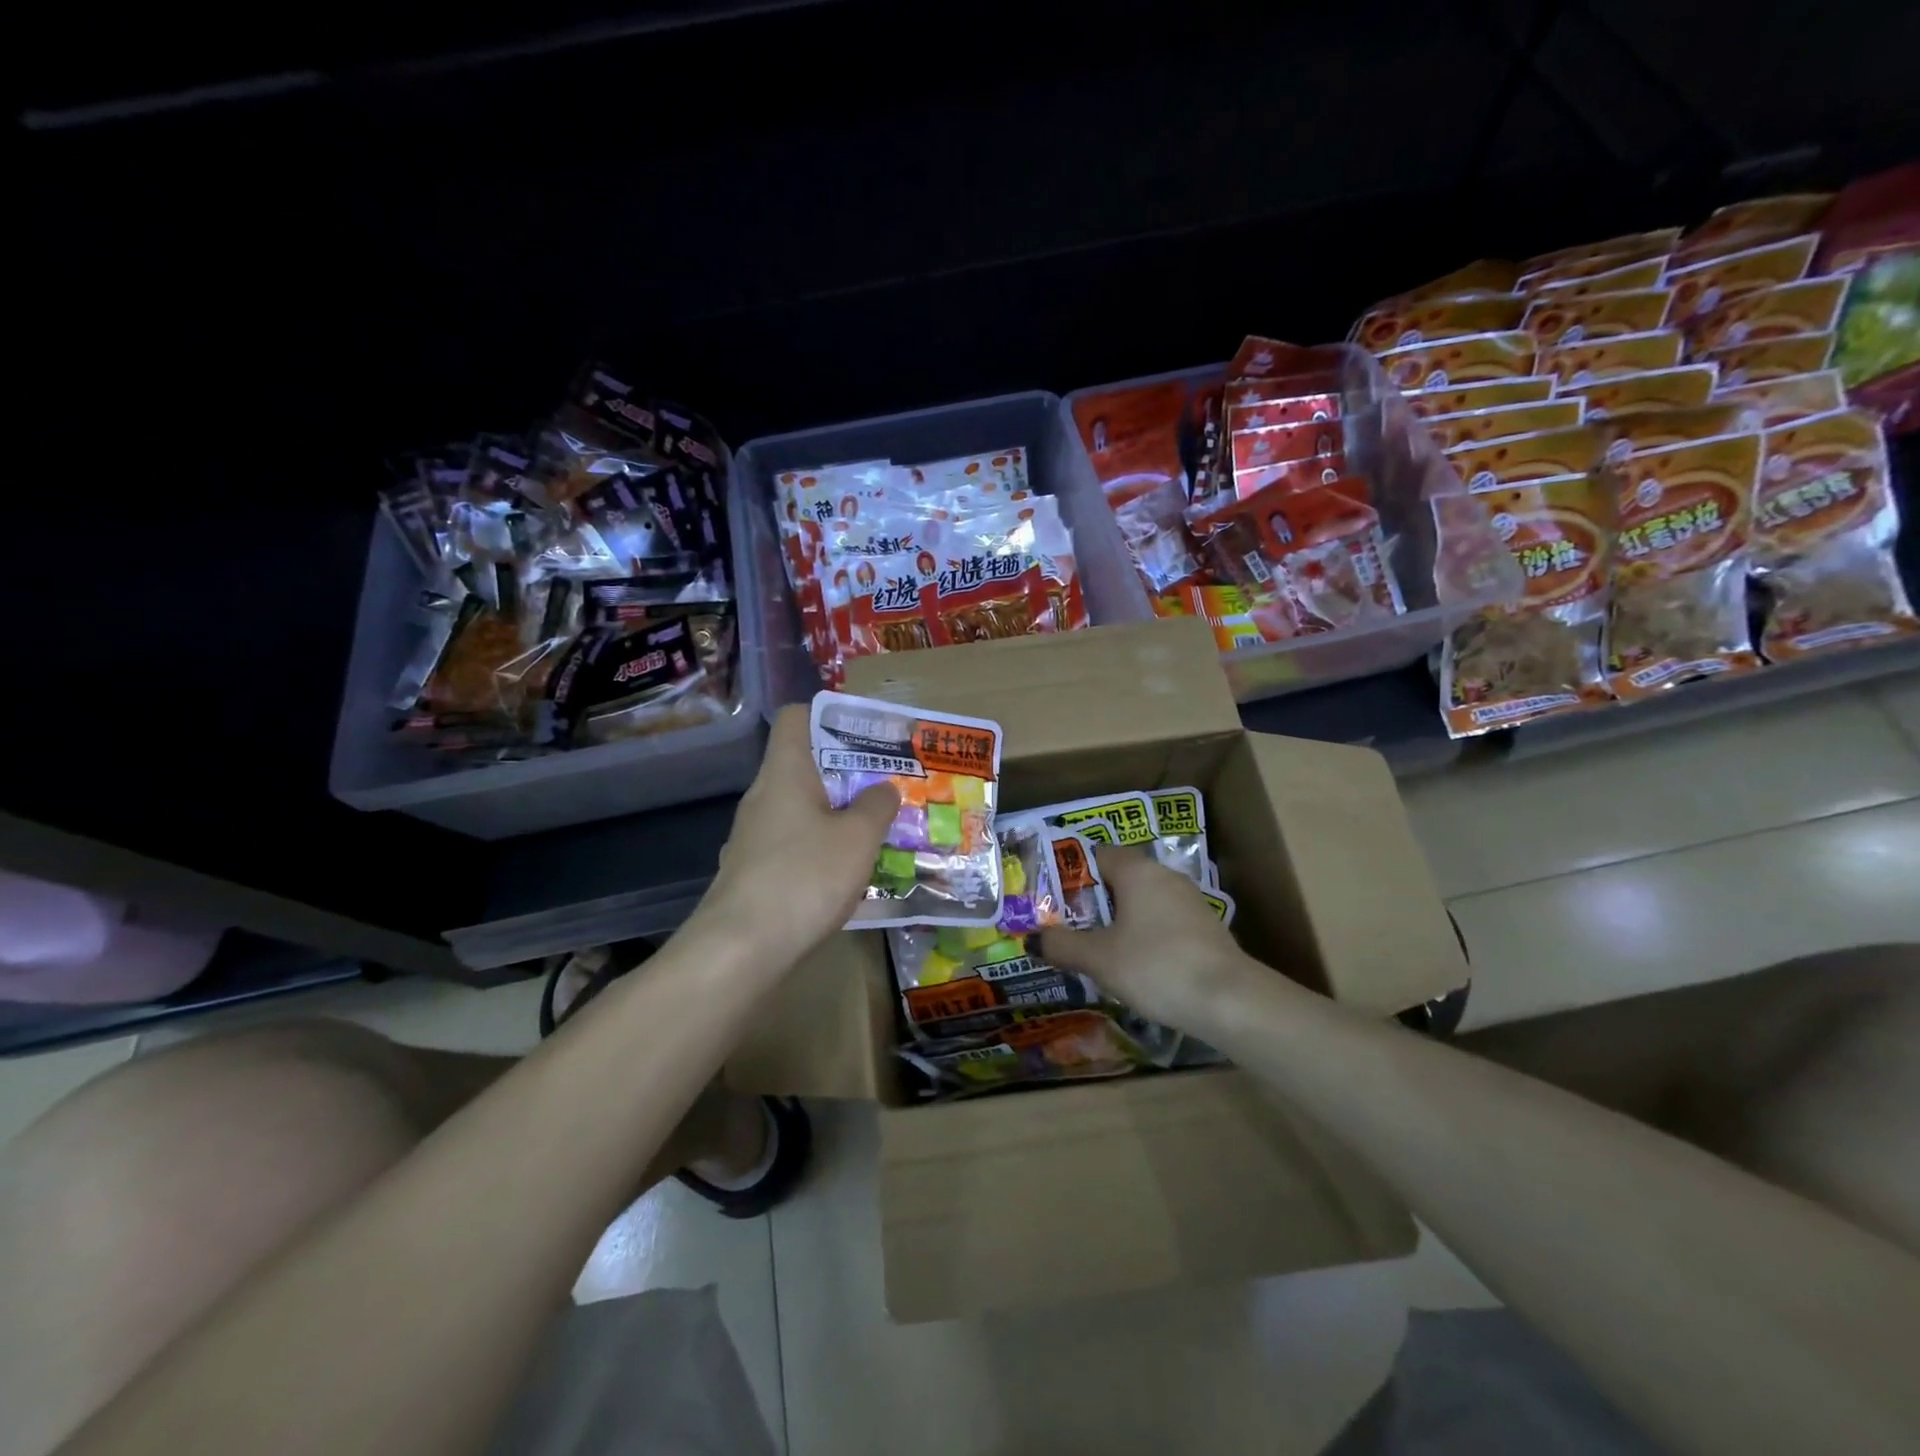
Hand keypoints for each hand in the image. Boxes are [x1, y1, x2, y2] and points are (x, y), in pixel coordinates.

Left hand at [696, 705, 899, 957]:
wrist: (740, 950)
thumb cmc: (804, 877)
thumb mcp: (857, 838)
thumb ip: (877, 806)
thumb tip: (884, 788)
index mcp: (784, 772)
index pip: (796, 717)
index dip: (830, 716)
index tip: (866, 733)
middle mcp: (763, 797)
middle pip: (804, 765)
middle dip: (848, 771)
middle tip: (888, 784)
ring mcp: (753, 836)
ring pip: (801, 808)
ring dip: (838, 813)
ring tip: (877, 829)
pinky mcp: (753, 872)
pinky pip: (794, 844)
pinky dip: (821, 848)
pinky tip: (848, 873)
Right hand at [1038, 846, 1258, 1031]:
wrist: (1229, 1001)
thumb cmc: (1154, 966)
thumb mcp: (1098, 958)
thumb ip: (1062, 945)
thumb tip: (1034, 938)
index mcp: (1137, 871)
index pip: (1100, 855)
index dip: (1075, 873)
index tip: (1056, 899)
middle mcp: (1166, 876)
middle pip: (1123, 878)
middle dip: (1097, 900)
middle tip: (1071, 925)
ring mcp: (1191, 902)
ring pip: (1145, 902)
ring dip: (1123, 920)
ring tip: (1099, 949)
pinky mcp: (1208, 928)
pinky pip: (1166, 922)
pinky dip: (1148, 936)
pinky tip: (1138, 965)